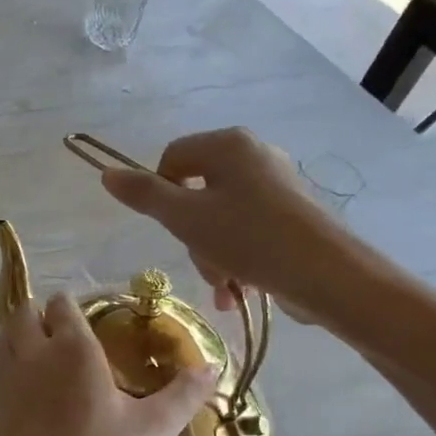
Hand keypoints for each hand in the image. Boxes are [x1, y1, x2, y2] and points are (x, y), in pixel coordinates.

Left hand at [0, 292, 216, 435]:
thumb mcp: (154, 430)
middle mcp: (34, 351)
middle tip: (65, 340)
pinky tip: (27, 388)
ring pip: (3, 335)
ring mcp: (5, 376)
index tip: (90, 325)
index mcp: (74, 348)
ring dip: (19, 336)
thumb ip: (184, 393)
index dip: (73, 308)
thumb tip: (213, 367)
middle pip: (25, 311)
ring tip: (43, 357)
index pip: (63, 303)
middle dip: (42, 316)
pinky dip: (6, 363)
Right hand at [100, 127, 348, 321]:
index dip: (160, 193)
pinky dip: (238, 259)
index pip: (172, 157)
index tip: (170, 227)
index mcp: (229, 144)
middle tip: (203, 261)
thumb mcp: (186, 219)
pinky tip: (238, 291)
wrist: (329, 276)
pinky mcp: (292, 215)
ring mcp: (277, 186)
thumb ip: (145, 195)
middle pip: (197, 191)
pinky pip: (247, 231)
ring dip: (213, 255)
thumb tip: (107, 173)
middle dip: (193, 235)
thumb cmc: (250, 238)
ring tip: (226, 285)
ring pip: (220, 218)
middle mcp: (255, 155)